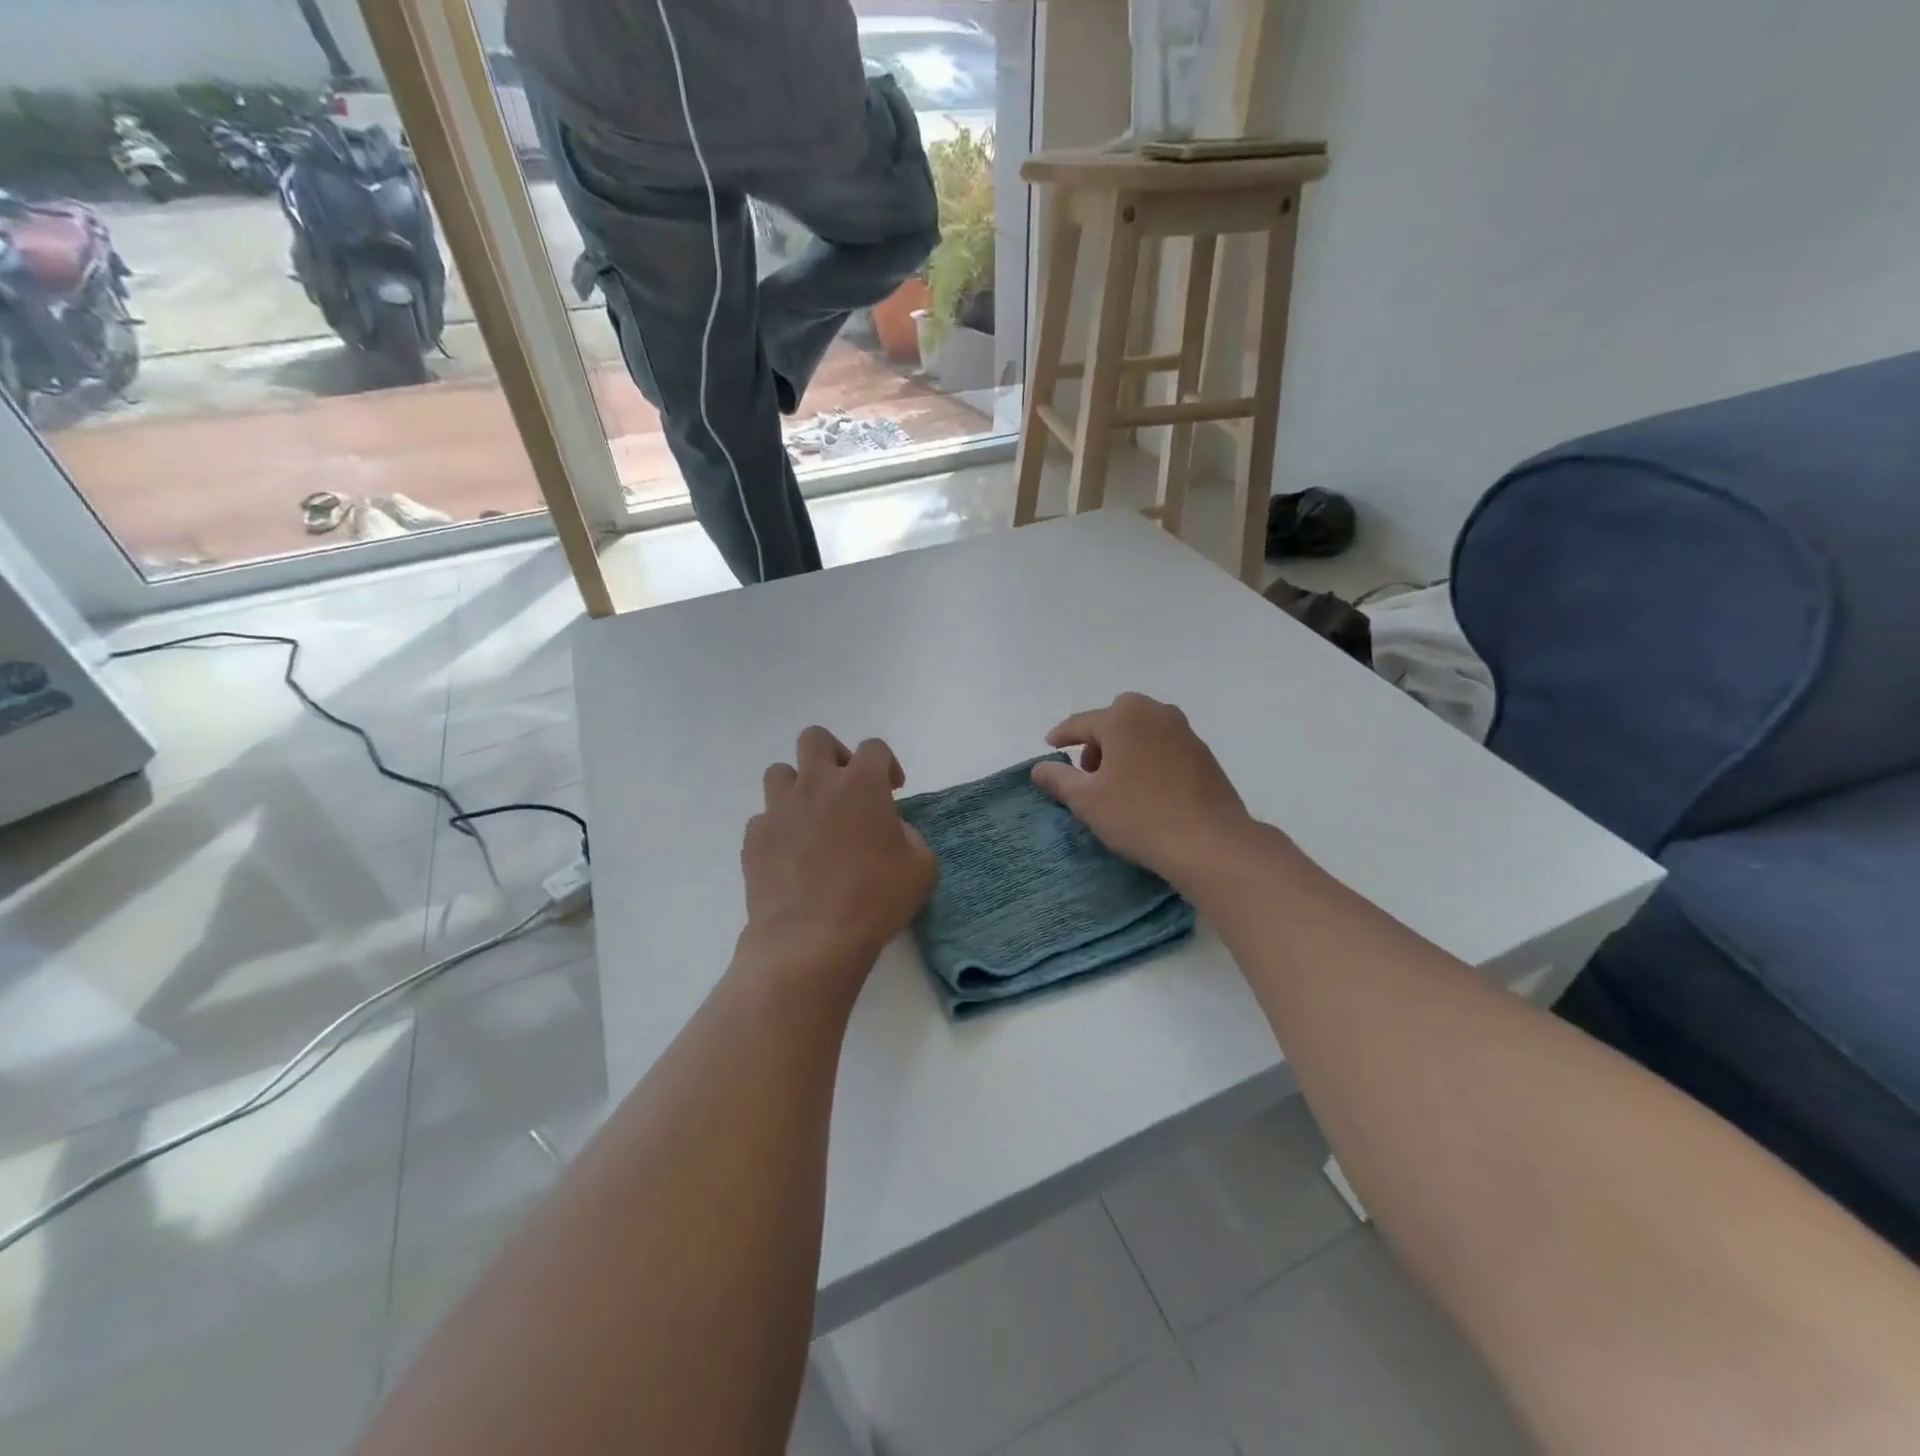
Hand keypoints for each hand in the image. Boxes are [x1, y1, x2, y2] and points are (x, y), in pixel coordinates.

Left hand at [740, 727, 936, 995]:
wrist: (810, 941)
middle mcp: (816, 785)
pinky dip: (778, 827)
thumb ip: (910, 835)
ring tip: (813, 817)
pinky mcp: (754, 839)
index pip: (874, 748)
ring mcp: (779, 810)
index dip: (886, 765)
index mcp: (861, 784)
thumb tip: (889, 829)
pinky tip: (791, 854)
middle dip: (833, 755)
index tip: (892, 791)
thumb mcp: (922, 867)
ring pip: (779, 772)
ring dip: (798, 786)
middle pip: (815, 739)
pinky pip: (764, 818)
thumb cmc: (875, 901)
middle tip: (846, 788)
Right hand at [1032, 693, 1259, 888]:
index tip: (1050, 747)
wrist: (1210, 842)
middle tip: (1089, 773)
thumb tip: (1039, 768)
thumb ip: (1059, 779)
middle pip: (1115, 719)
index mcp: (1123, 717)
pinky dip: (1147, 757)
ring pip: (1141, 730)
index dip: (1061, 736)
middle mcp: (1155, 713)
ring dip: (1124, 747)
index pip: (1080, 723)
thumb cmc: (1139, 816)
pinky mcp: (1203, 753)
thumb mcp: (1087, 801)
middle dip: (1097, 740)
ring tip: (1117, 783)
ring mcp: (1184, 731)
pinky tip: (1146, 788)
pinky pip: (1163, 745)